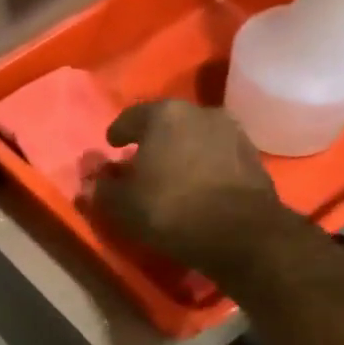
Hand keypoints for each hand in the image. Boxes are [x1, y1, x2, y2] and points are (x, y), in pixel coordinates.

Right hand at [90, 100, 293, 279]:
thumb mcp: (123, 206)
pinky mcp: (252, 154)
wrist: (242, 233)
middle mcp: (199, 112)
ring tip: (171, 174)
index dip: (117, 133)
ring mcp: (231, 131)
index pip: (130, 117)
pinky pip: (216, 154)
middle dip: (151, 140)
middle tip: (140, 162)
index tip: (112, 146)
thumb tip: (91, 181)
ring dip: (180, 151)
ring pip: (194, 136)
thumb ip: (102, 190)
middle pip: (166, 123)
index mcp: (163, 115)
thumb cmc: (171, 210)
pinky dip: (203, 164)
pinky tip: (197, 184)